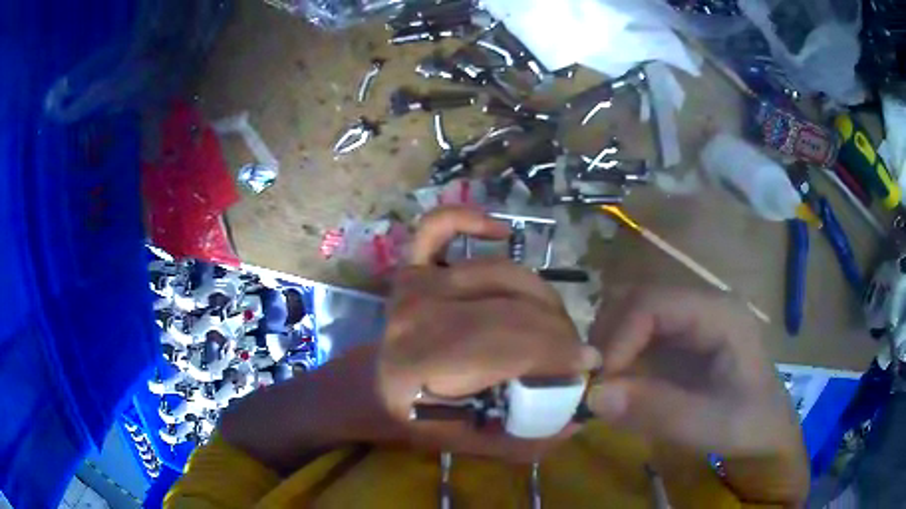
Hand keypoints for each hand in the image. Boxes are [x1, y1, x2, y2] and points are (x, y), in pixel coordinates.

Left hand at [378, 206, 600, 461]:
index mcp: (419, 365)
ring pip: (499, 273)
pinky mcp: (411, 267)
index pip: (504, 345)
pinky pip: (439, 227)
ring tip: (553, 321)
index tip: (588, 364)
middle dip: (557, 330)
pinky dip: (470, 220)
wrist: (378, 389)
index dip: (555, 352)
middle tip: (574, 350)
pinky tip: (500, 233)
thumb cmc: (424, 419)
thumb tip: (581, 415)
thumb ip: (528, 437)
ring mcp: (412, 285)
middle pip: (509, 309)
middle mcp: (414, 316)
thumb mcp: (475, 444)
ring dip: (540, 295)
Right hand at [586, 289, 808, 503]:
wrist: (765, 432)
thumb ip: (657, 410)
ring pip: (631, 314)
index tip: (597, 382)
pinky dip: (617, 357)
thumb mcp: (710, 425)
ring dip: (608, 346)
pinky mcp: (679, 340)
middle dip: (607, 338)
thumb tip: (594, 395)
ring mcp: (689, 321)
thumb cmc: (748, 425)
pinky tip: (615, 385)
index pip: (653, 303)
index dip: (618, 336)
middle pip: (637, 300)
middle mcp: (701, 306)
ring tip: (601, 386)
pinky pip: (637, 336)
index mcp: (719, 313)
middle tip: (591, 383)